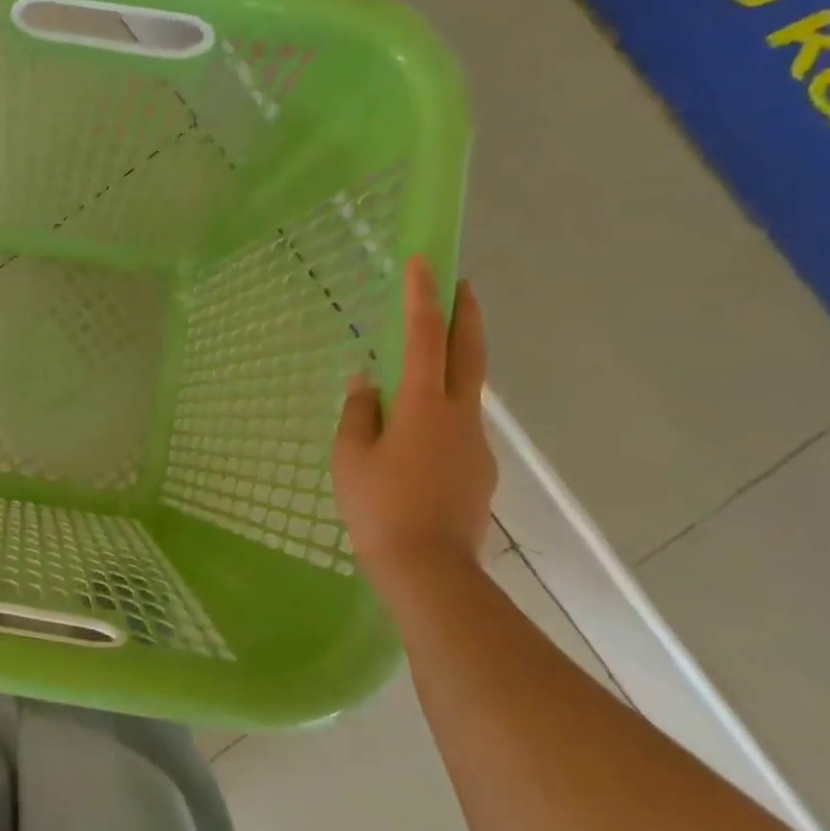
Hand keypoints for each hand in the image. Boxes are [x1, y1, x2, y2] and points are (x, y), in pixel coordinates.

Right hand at [333, 256, 495, 585]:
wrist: (428, 569)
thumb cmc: (378, 506)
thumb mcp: (350, 456)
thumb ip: (358, 412)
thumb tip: (367, 382)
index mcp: (424, 406)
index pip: (425, 338)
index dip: (424, 297)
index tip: (425, 261)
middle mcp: (460, 416)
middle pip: (471, 353)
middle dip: (466, 314)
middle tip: (462, 284)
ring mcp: (475, 444)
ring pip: (466, 393)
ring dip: (453, 367)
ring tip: (422, 370)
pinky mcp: (478, 471)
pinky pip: (458, 429)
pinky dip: (442, 414)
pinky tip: (416, 440)